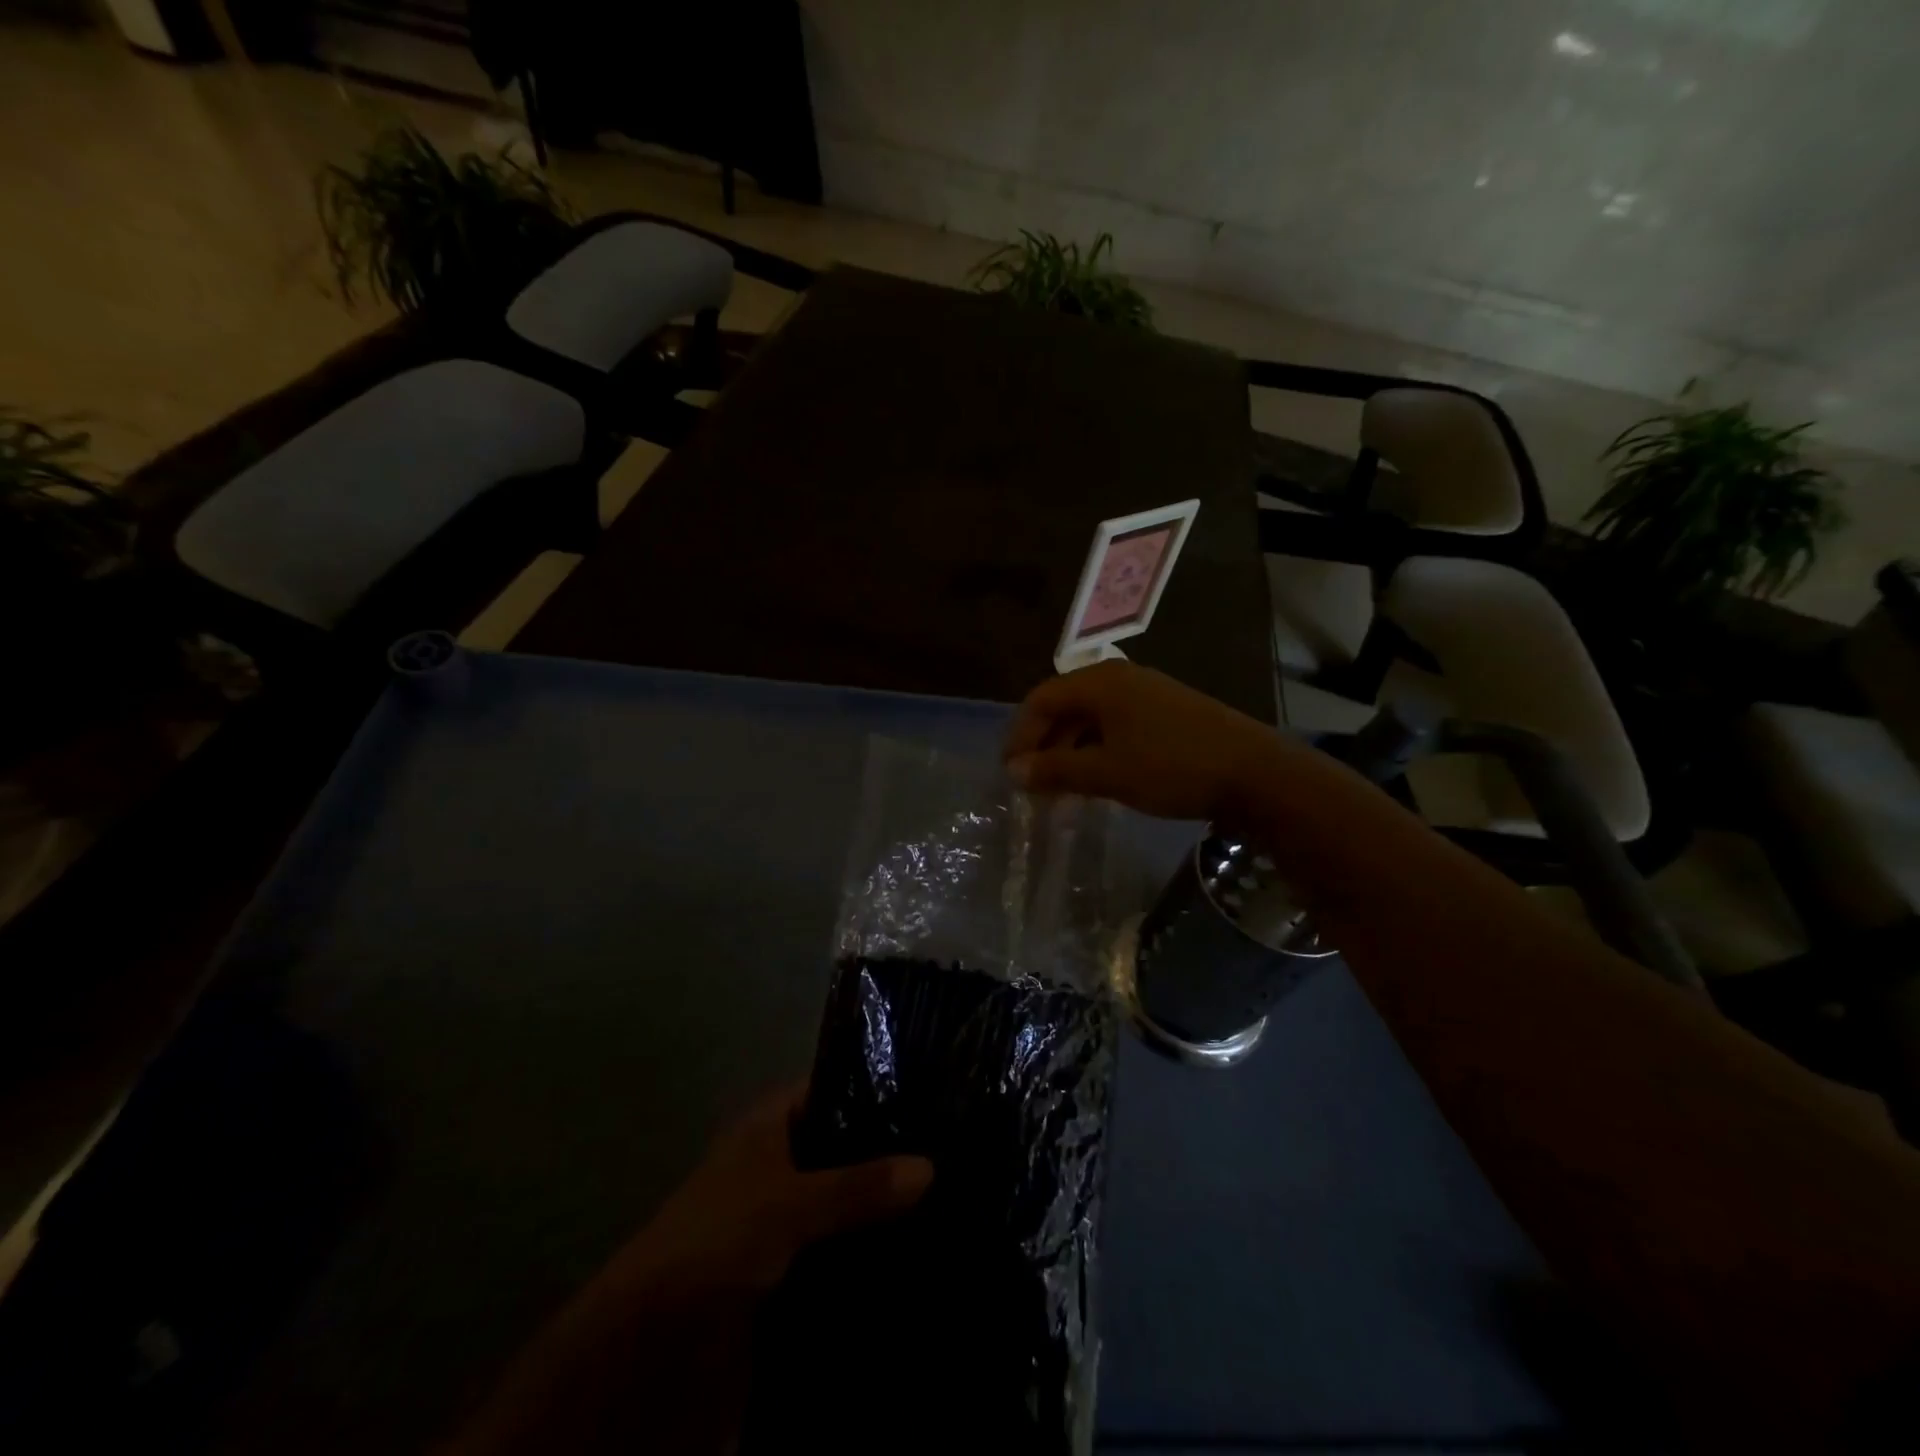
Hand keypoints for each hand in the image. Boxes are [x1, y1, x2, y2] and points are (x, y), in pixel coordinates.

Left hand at [443, 1087, 931, 1455]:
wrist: (647, 1353)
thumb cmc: (712, 1243)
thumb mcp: (786, 1205)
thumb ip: (857, 1186)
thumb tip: (931, 1166)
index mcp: (772, 1127)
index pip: (836, 1086)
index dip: (880, 1084)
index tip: (938, 1090)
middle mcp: (784, 1164)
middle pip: (850, 1146)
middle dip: (895, 1153)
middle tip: (963, 1148)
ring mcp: (790, 1218)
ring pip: (852, 1200)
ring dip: (889, 1208)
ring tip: (961, 1195)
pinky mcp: (795, 1270)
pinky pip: (846, 1250)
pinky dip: (876, 1252)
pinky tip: (927, 1252)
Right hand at [1003, 661, 1281, 820]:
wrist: (1255, 772)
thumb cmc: (1171, 767)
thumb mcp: (1107, 772)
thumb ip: (1055, 770)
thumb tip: (1013, 772)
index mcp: (1100, 683)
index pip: (1041, 699)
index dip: (1020, 735)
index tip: (1011, 773)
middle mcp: (1120, 679)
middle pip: (1065, 705)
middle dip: (1044, 744)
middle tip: (1033, 784)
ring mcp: (1147, 694)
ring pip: (1092, 718)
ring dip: (1070, 750)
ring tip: (1061, 788)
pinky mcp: (1167, 713)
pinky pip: (1116, 726)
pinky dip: (1097, 750)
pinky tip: (1098, 779)